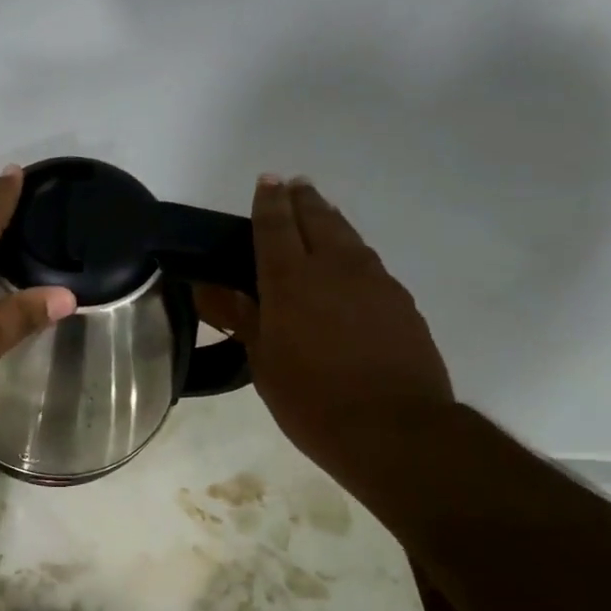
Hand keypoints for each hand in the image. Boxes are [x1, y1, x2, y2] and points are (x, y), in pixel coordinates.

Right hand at [197, 177, 452, 478]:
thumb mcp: (263, 362)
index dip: (268, 201)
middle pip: (318, 218)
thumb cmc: (311, 400)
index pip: (275, 225)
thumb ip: (241, 318)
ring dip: (330, 220)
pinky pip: (369, 263)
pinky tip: (348, 268)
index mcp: (292, 280)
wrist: (394, 429)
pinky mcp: (401, 301)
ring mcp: (375, 281)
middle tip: (293, 187)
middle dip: (302, 199)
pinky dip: (352, 253)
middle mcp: (336, 267)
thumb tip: (210, 289)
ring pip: (349, 236)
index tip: (266, 181)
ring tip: (319, 214)